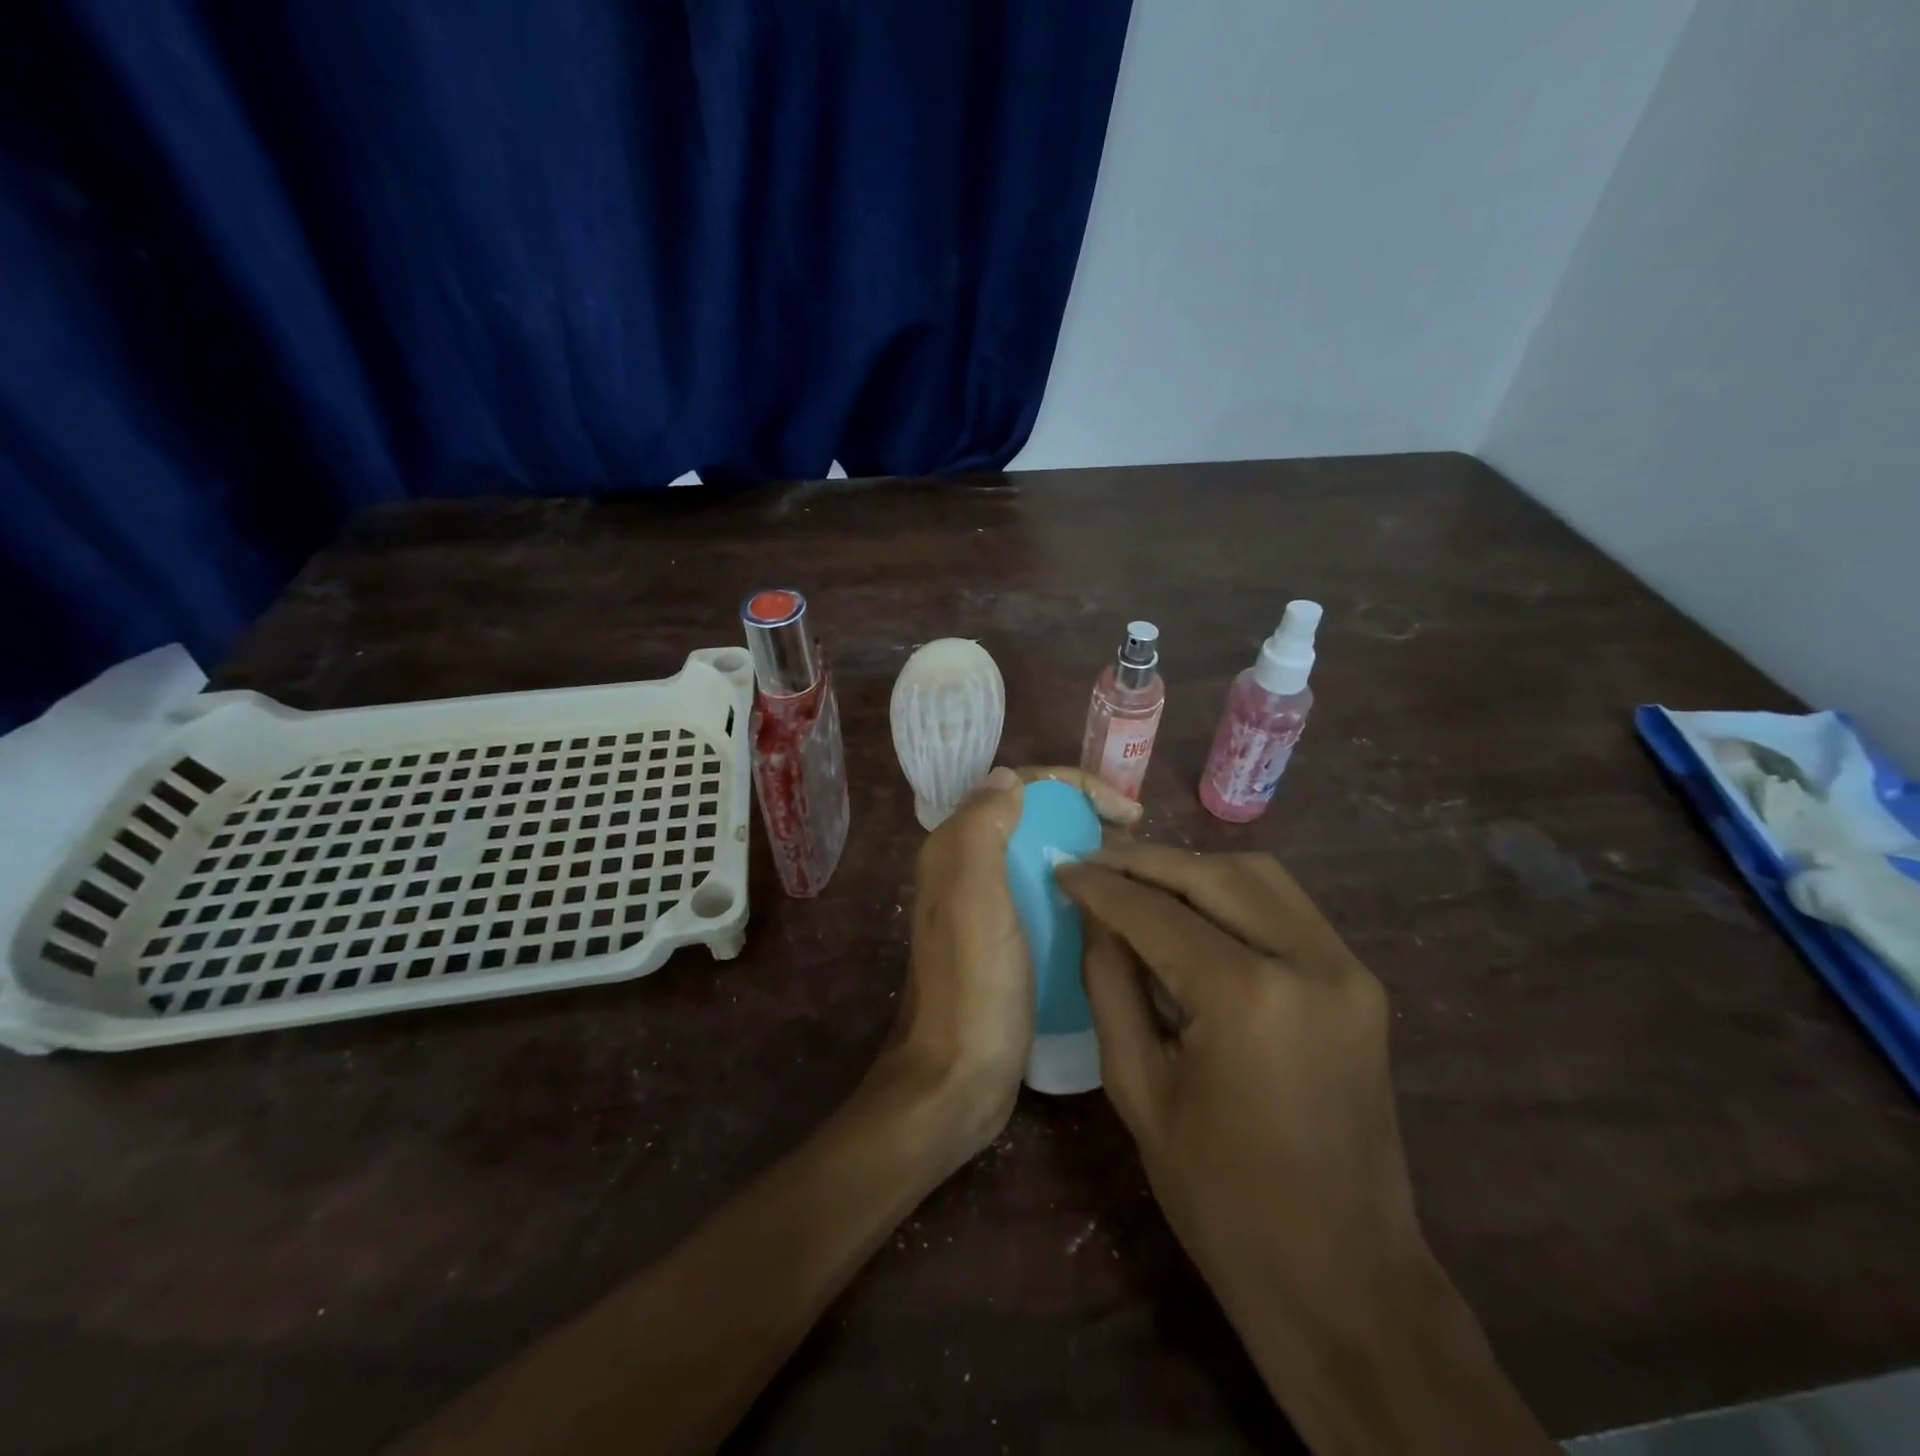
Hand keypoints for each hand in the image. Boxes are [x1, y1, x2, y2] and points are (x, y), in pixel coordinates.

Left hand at [884, 766, 1140, 1153]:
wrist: (955, 1080)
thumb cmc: (972, 985)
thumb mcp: (973, 897)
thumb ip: (982, 827)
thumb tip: (1009, 778)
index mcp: (956, 849)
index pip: (1018, 787)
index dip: (1074, 786)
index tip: (1126, 811)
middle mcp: (968, 869)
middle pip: (1034, 819)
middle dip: (1085, 816)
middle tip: (1136, 839)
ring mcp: (989, 908)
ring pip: (1044, 858)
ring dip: (1087, 853)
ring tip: (1135, 871)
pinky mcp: (1009, 942)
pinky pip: (1049, 897)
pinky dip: (1082, 892)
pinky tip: (1114, 909)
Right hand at [1056, 845, 1419, 1337]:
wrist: (1344, 1278)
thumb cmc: (1221, 1198)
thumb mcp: (1139, 1089)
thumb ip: (1110, 984)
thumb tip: (1094, 915)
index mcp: (1248, 997)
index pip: (1156, 912)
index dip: (1102, 886)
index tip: (1062, 868)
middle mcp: (1309, 961)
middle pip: (1213, 874)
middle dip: (1146, 862)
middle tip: (1094, 864)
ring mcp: (1347, 968)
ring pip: (1258, 876)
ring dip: (1192, 869)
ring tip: (1138, 879)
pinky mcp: (1360, 981)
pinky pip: (1287, 907)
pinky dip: (1233, 893)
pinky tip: (1193, 907)